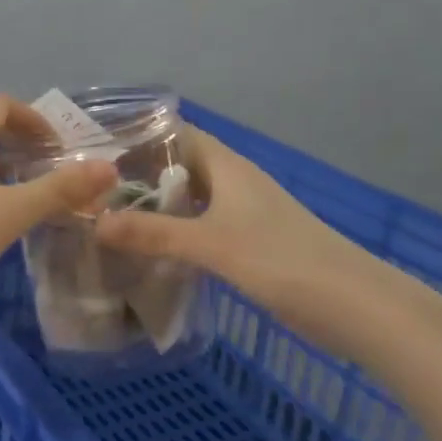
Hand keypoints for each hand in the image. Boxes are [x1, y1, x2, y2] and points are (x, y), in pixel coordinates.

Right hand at [93, 126, 398, 355]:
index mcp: (229, 168)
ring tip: (107, 219)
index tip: (97, 148)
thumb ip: (154, 233)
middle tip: (90, 191)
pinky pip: (200, 229)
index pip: (179, 135)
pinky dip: (174, 234)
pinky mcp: (248, 246)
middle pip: (180, 168)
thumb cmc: (282, 260)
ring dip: (155, 208)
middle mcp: (234, 184)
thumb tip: (95, 223)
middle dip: (139, 176)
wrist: (352, 305)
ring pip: (189, 201)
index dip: (141, 136)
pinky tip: (149, 253)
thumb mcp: (211, 244)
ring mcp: (243, 216)